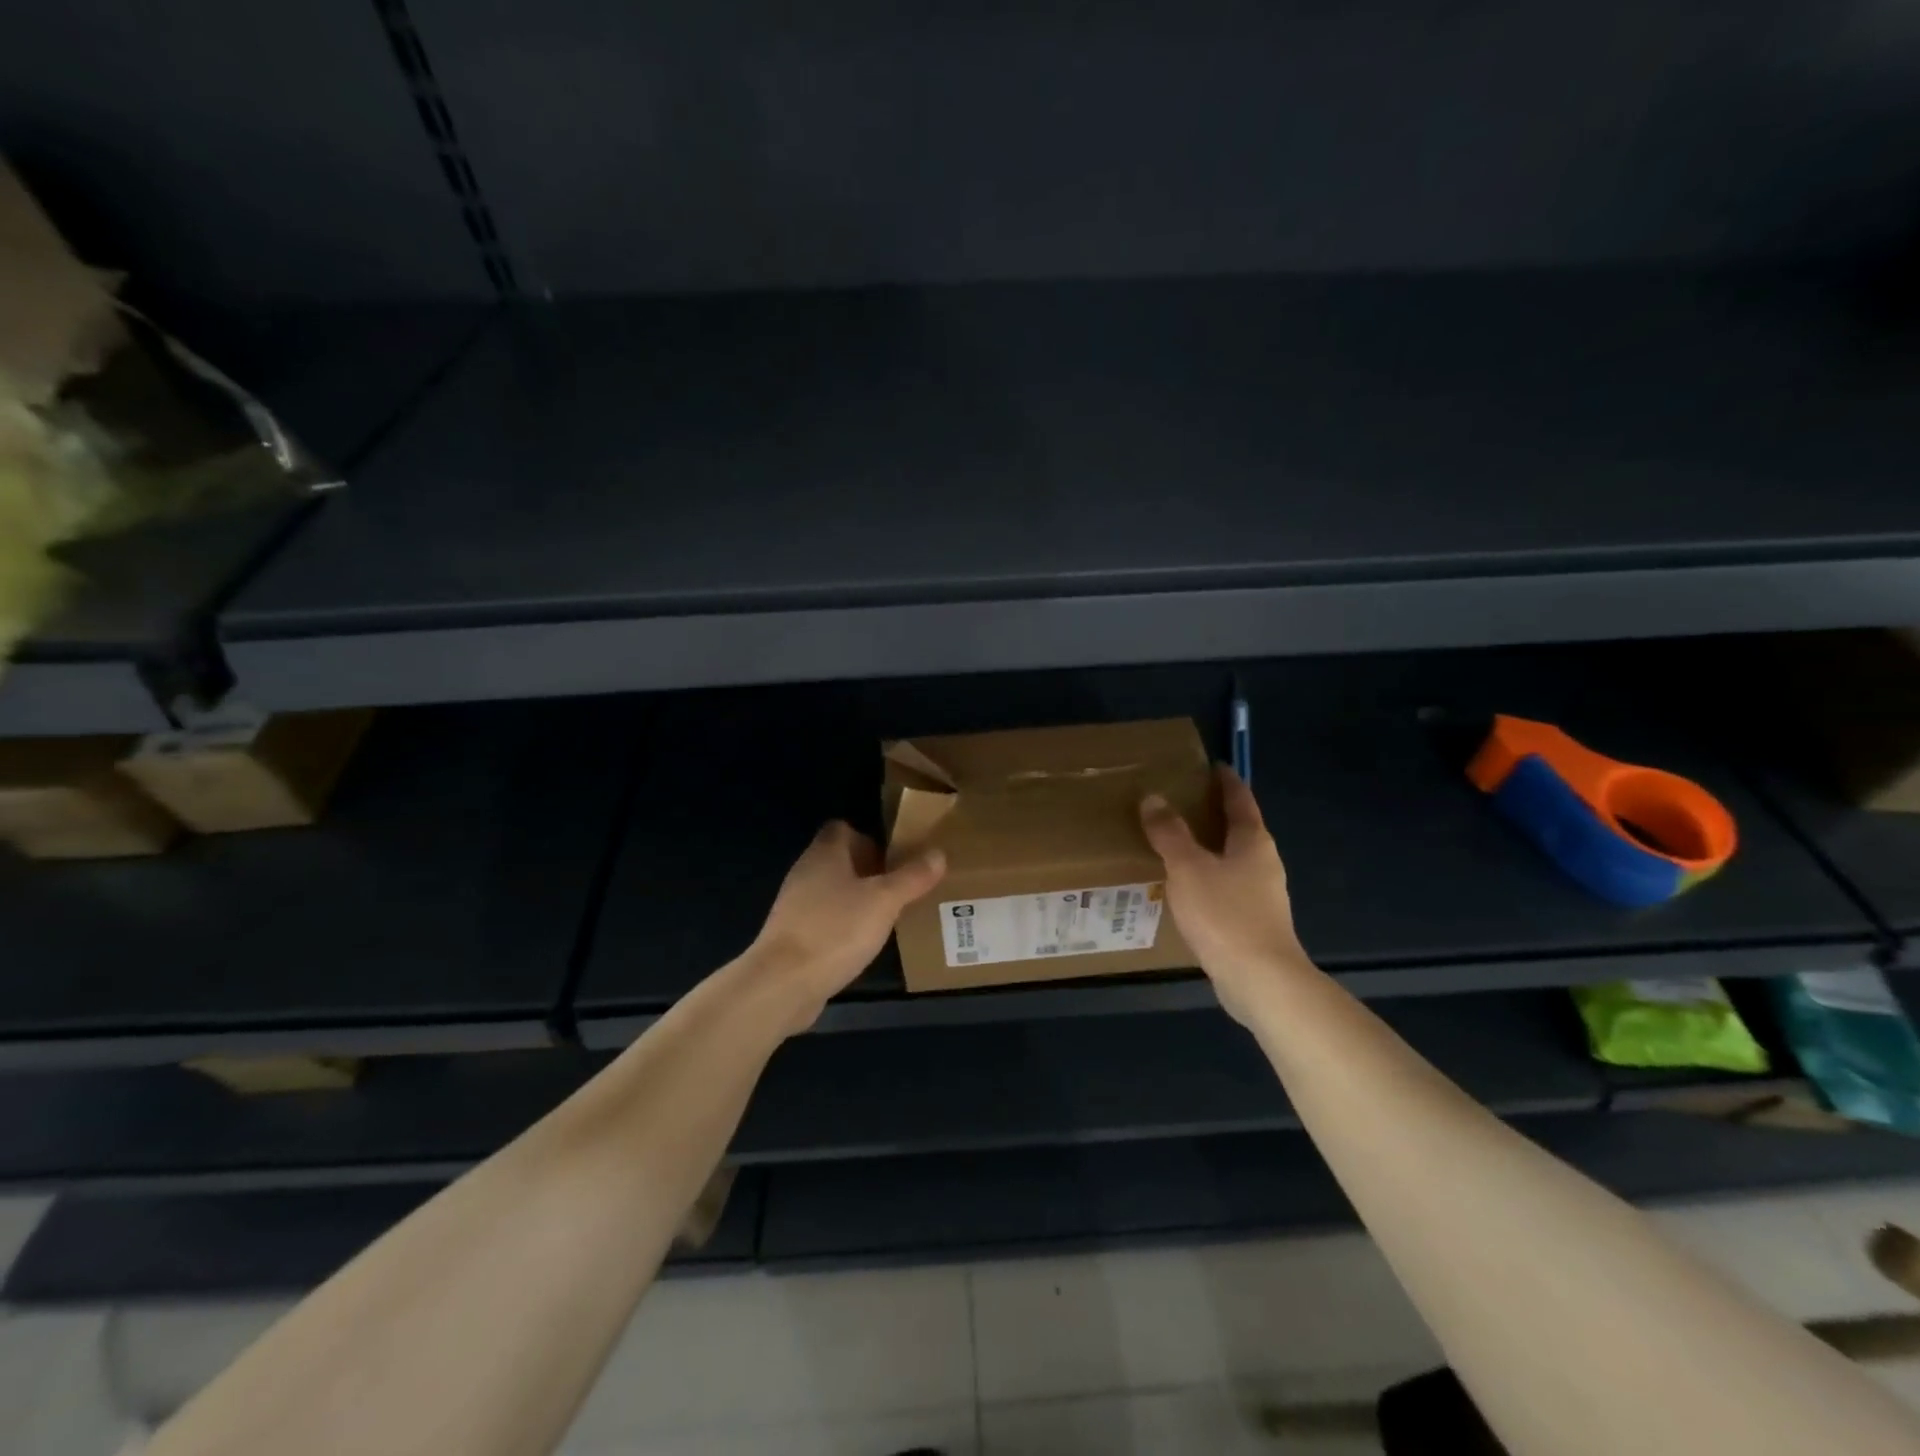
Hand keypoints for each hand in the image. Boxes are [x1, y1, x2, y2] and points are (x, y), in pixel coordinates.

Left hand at [750, 821, 945, 1029]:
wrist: (783, 983)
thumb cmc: (836, 930)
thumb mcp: (884, 901)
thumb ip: (912, 877)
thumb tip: (938, 853)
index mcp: (825, 854)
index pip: (843, 829)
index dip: (869, 837)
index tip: (894, 857)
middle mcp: (806, 873)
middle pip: (839, 860)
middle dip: (870, 871)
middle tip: (901, 887)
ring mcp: (795, 906)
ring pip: (833, 891)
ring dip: (858, 899)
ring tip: (889, 915)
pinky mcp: (793, 936)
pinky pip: (825, 920)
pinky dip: (844, 925)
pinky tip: (863, 943)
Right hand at [1140, 766, 1309, 1024]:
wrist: (1260, 980)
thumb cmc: (1225, 914)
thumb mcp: (1188, 867)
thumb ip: (1169, 832)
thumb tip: (1153, 797)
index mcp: (1253, 841)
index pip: (1240, 799)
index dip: (1226, 781)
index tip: (1211, 766)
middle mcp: (1263, 863)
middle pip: (1239, 829)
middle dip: (1213, 815)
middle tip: (1180, 803)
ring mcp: (1262, 895)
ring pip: (1232, 860)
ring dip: (1208, 849)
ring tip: (1175, 845)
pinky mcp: (1253, 922)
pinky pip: (1226, 887)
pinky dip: (1207, 878)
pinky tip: (1185, 889)